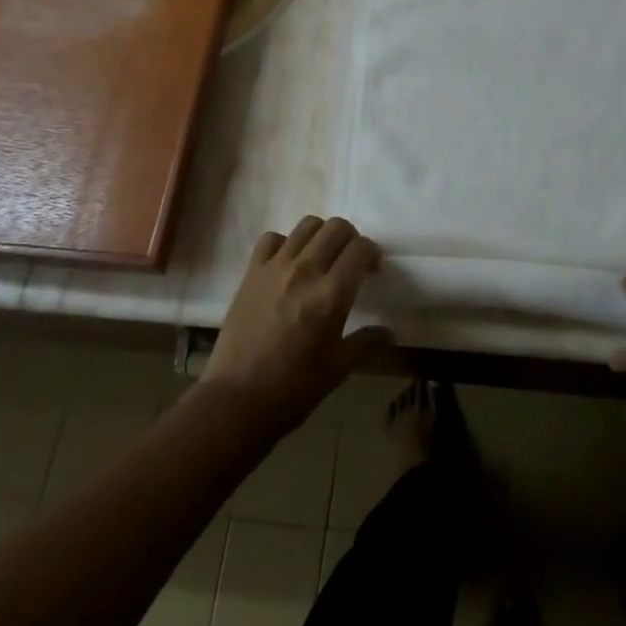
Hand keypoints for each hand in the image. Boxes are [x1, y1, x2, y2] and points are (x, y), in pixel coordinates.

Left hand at [203, 217, 386, 434]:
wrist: (236, 400)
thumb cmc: (294, 389)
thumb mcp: (338, 368)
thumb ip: (366, 342)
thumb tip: (389, 332)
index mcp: (332, 294)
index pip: (361, 249)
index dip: (372, 254)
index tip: (372, 269)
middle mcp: (306, 271)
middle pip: (336, 227)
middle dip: (350, 239)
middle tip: (350, 261)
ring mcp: (275, 268)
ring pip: (306, 225)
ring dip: (321, 236)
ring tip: (321, 258)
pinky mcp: (251, 273)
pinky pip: (272, 238)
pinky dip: (285, 243)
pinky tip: (288, 264)